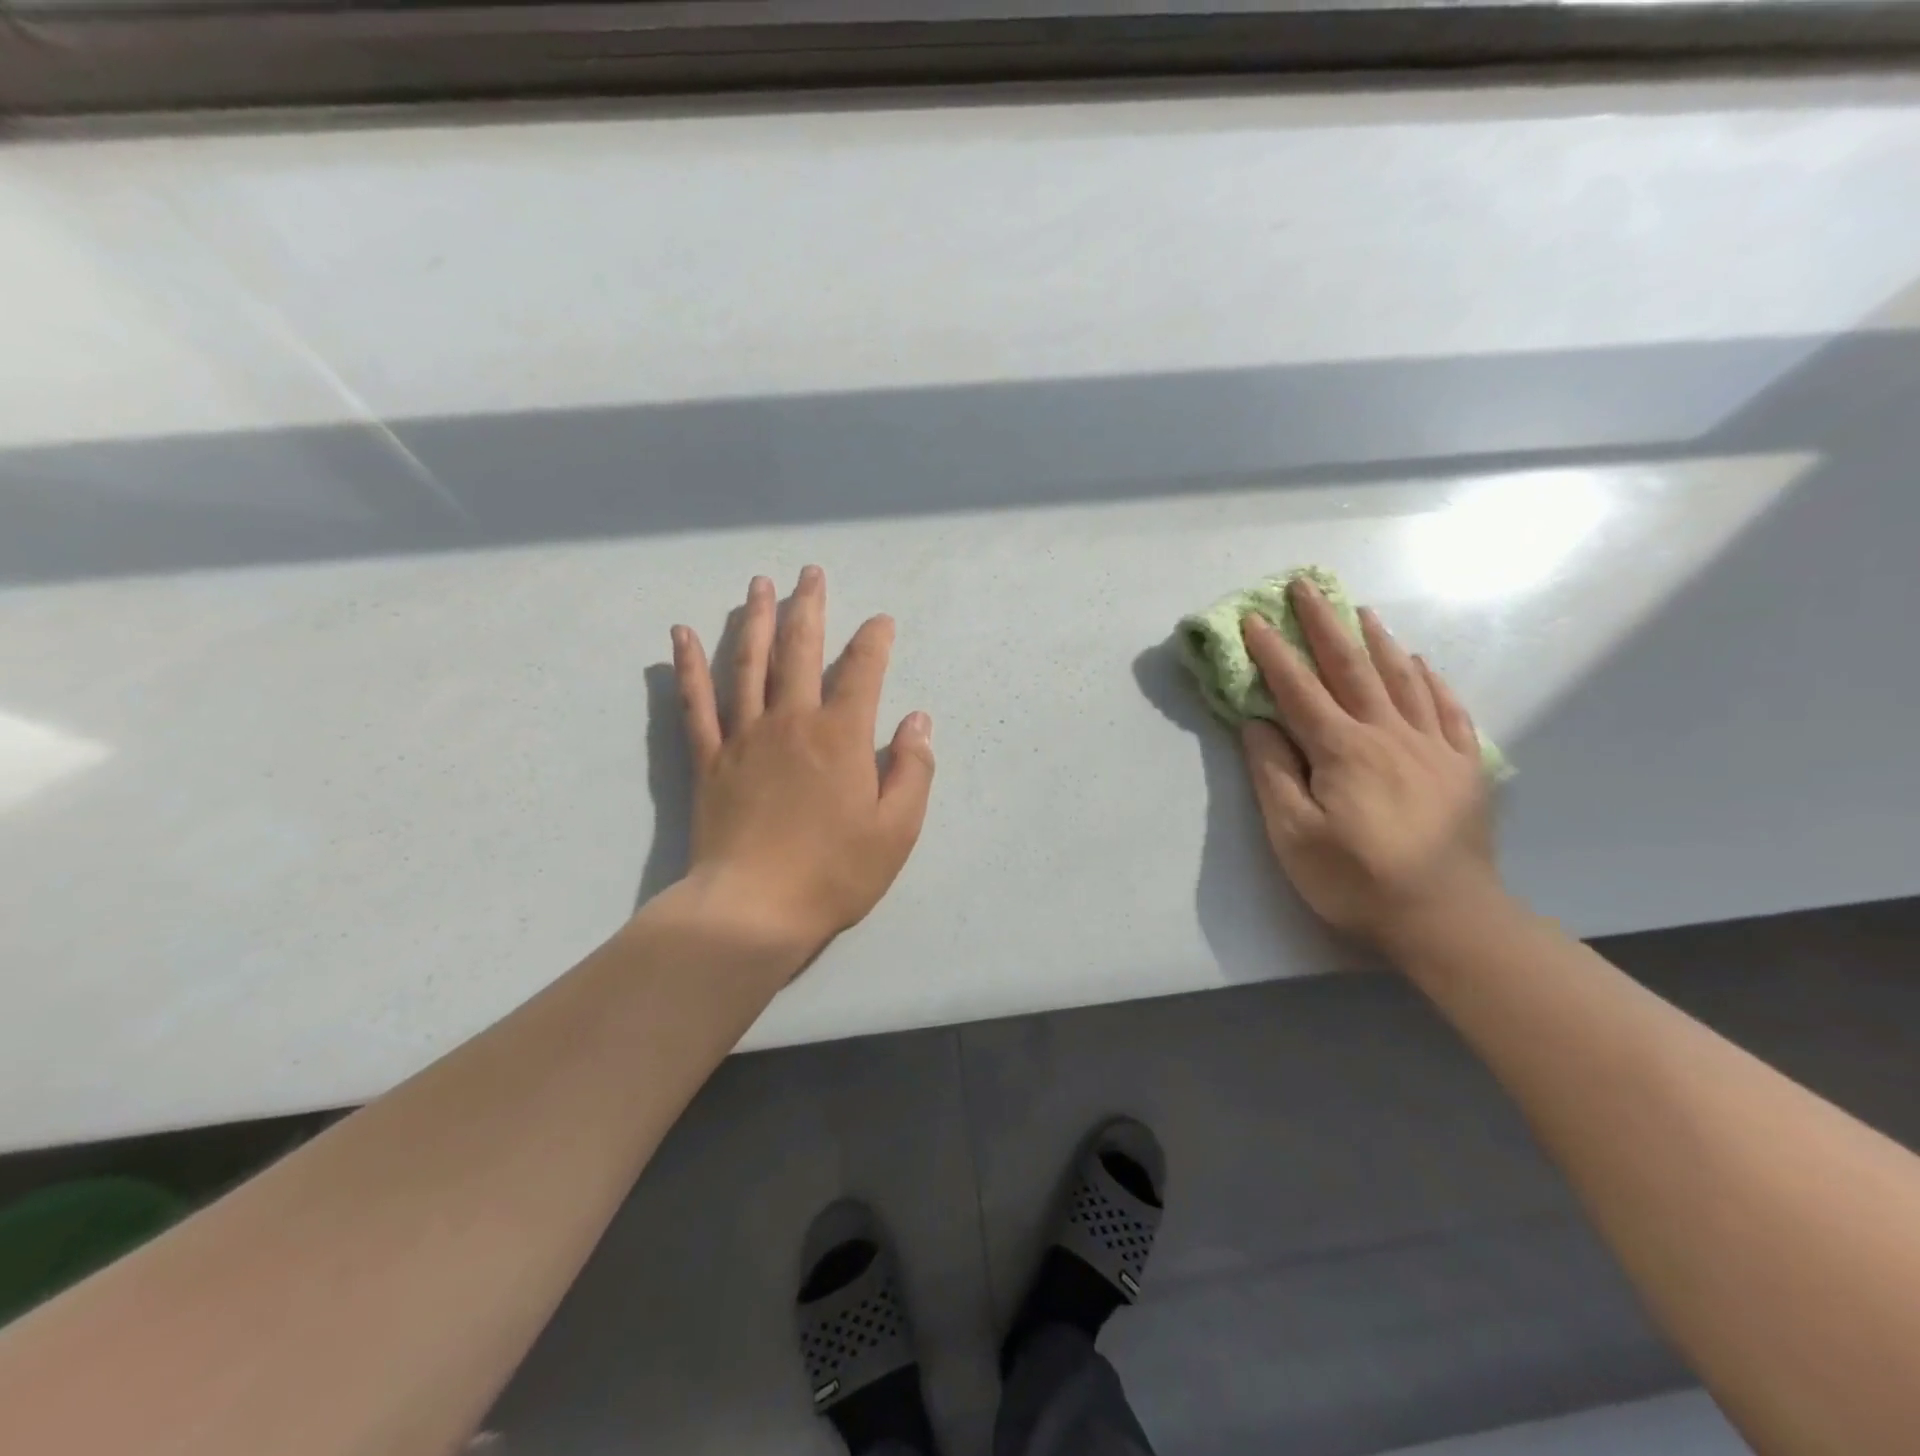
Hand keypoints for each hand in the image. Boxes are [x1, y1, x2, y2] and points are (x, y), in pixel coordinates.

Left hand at [671, 567, 934, 958]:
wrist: (754, 909)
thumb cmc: (834, 872)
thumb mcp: (896, 829)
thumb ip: (912, 769)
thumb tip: (918, 721)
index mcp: (841, 737)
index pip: (862, 672)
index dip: (874, 641)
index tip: (881, 622)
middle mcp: (791, 722)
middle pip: (799, 651)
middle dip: (809, 608)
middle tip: (810, 573)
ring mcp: (744, 737)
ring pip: (748, 663)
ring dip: (754, 619)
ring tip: (759, 584)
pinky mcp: (709, 759)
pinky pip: (696, 703)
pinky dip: (688, 666)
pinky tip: (682, 634)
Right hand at [1239, 578, 1498, 949]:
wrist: (1447, 918)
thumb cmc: (1357, 880)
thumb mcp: (1293, 835)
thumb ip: (1274, 773)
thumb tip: (1258, 723)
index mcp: (1342, 749)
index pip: (1298, 689)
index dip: (1273, 652)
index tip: (1253, 617)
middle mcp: (1387, 734)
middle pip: (1351, 668)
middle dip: (1324, 623)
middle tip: (1306, 586)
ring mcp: (1431, 747)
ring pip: (1402, 679)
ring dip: (1377, 641)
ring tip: (1361, 611)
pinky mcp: (1462, 767)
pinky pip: (1447, 710)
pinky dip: (1431, 681)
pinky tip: (1421, 663)